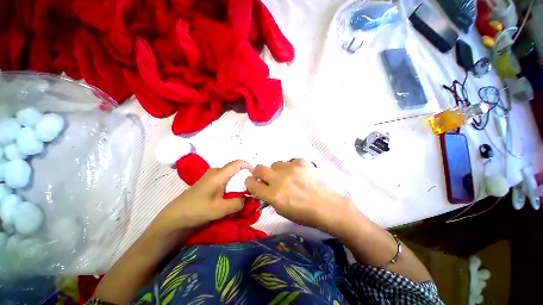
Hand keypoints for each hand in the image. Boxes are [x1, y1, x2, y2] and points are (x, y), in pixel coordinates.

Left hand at [152, 160, 253, 233]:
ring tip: (244, 193)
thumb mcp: (220, 209)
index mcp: (218, 175)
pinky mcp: (209, 183)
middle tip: (252, 188)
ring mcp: (211, 176)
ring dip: (238, 182)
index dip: (249, 166)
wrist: (175, 217)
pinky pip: (225, 180)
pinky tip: (232, 196)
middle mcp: (215, 172)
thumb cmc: (196, 211)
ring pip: (230, 176)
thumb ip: (238, 203)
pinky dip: (232, 186)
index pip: (237, 163)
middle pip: (235, 169)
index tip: (256, 175)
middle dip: (245, 177)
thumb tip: (248, 198)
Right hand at [245, 159, 354, 233]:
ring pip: (275, 164)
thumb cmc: (303, 213)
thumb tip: (262, 186)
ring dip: (278, 170)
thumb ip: (268, 196)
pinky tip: (299, 174)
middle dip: (260, 173)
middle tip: (268, 178)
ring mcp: (291, 169)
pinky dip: (291, 167)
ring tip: (288, 177)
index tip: (253, 182)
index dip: (250, 182)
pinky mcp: (301, 162)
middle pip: (259, 168)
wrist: (325, 205)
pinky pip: (290, 161)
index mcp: (274, 195)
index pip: (251, 183)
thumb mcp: (280, 210)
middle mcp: (279, 179)